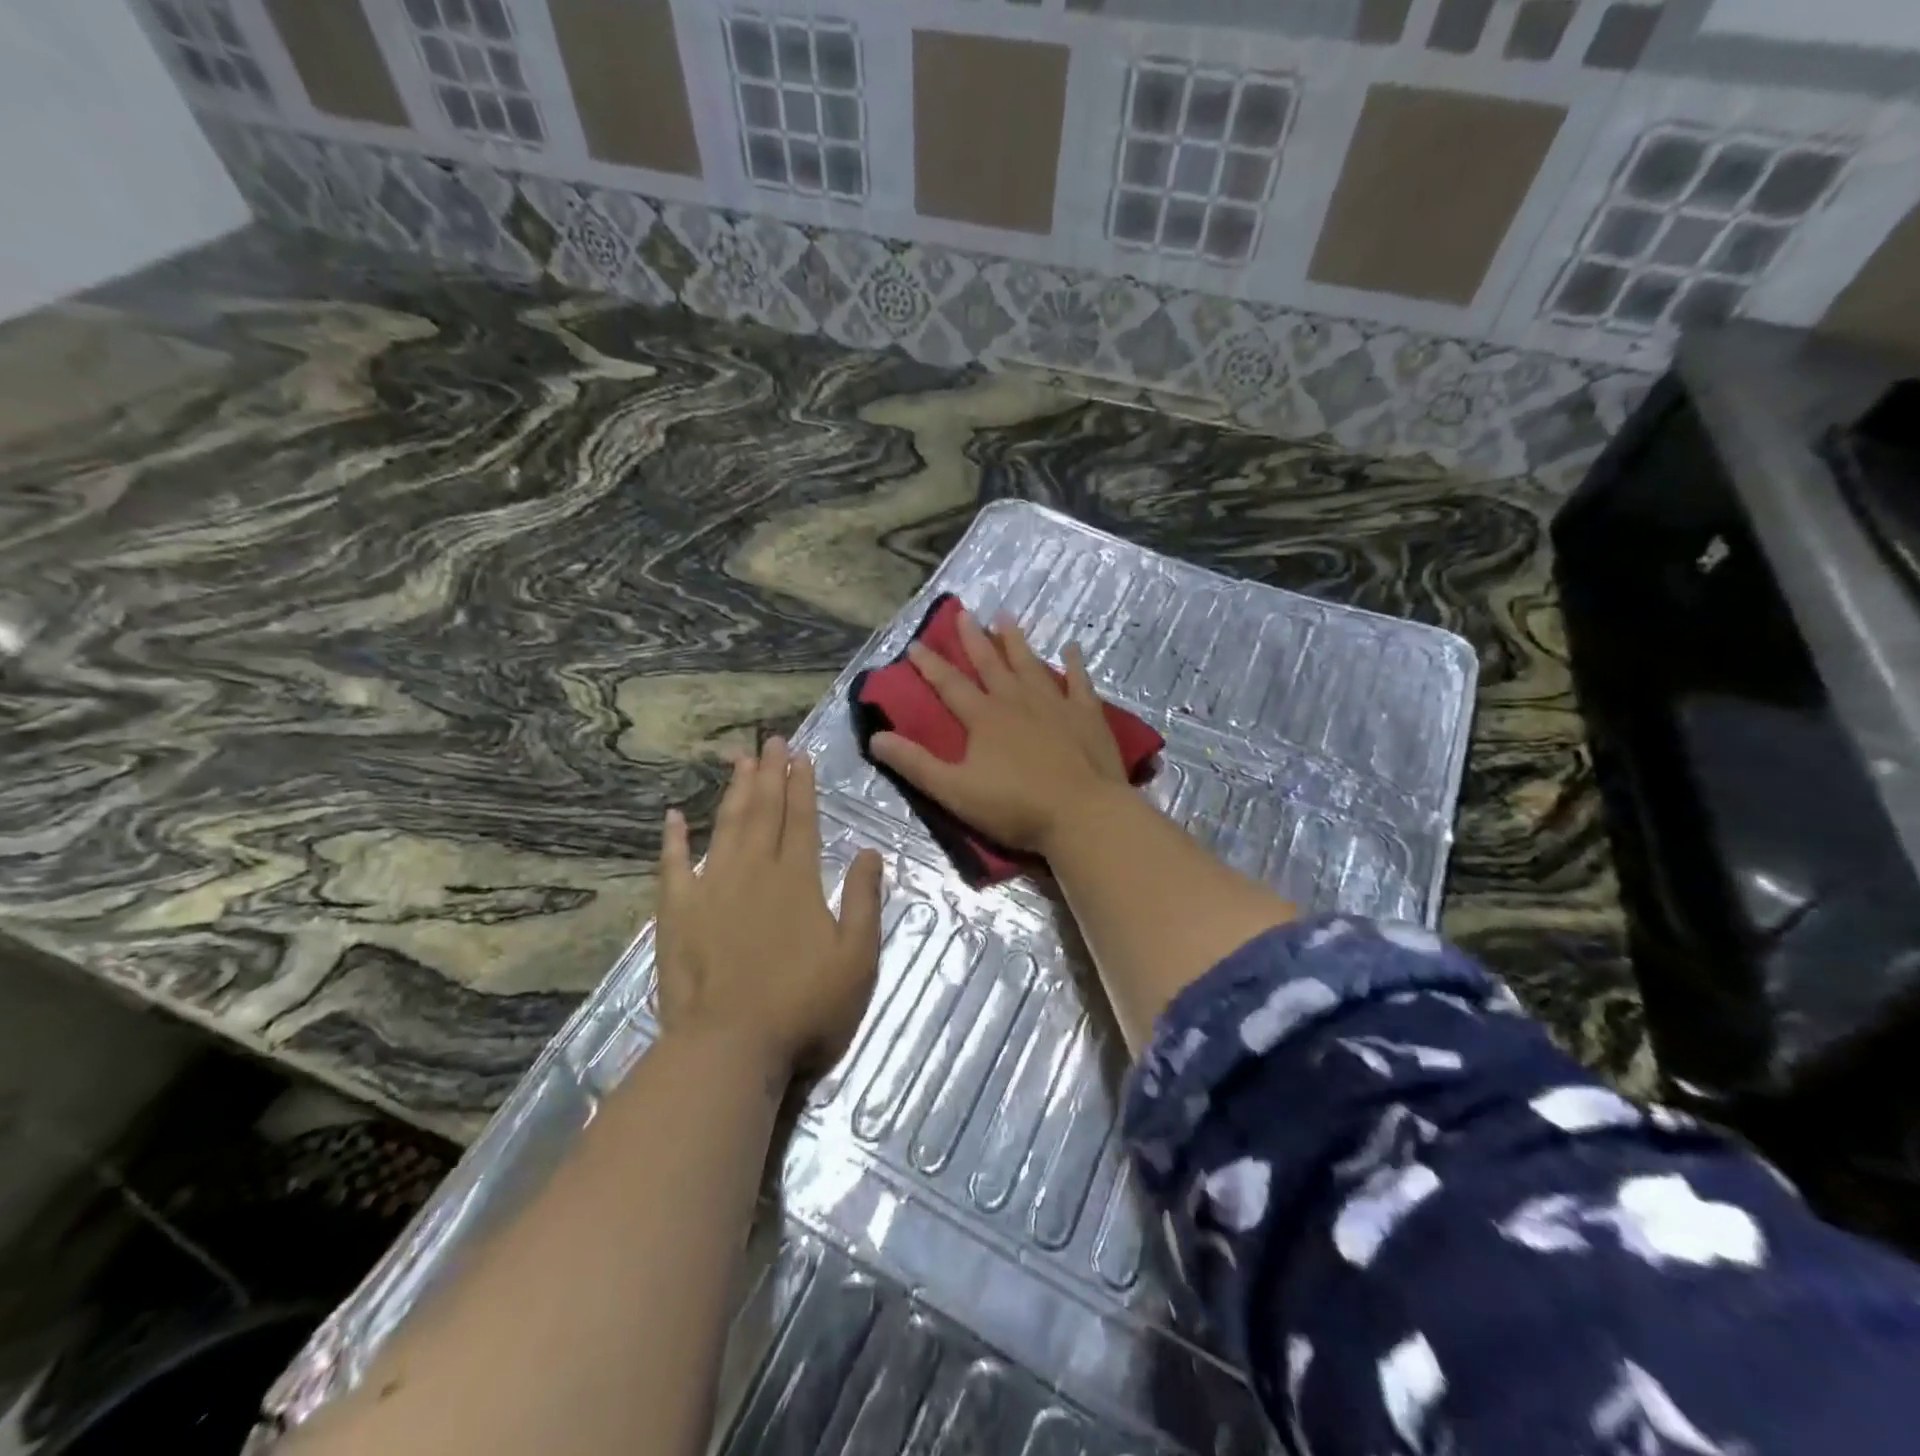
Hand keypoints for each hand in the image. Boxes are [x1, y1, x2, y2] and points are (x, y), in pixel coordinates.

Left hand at [656, 737, 883, 1078]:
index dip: (802, 786)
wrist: (730, 1047)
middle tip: (771, 740)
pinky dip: (674, 840)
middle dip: (770, 773)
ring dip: (734, 792)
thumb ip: (865, 900)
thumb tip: (871, 851)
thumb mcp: (858, 958)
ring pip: (726, 827)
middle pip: (764, 812)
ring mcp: (712, 889)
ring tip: (740, 759)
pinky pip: (673, 866)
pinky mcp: (677, 913)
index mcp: (798, 880)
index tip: (801, 756)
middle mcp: (755, 872)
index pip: (802, 820)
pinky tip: (674, 816)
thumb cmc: (805, 1006)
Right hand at [870, 611, 1129, 856]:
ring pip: (1030, 664)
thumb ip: (915, 764)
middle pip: (990, 663)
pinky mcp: (1087, 715)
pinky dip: (1074, 664)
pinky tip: (1071, 648)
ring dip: (1016, 641)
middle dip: (973, 638)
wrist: (1083, 815)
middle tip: (963, 612)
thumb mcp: (954, 791)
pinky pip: (1079, 681)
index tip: (915, 644)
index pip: (950, 685)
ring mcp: (1055, 704)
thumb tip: (875, 736)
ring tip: (1005, 617)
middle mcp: (1017, 701)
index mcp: (984, 718)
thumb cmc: (1016, 807)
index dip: (930, 665)